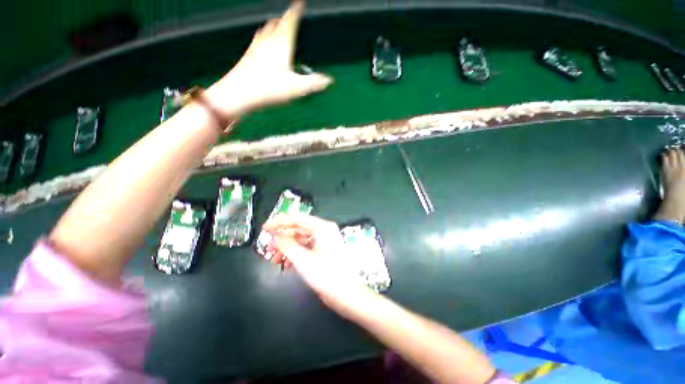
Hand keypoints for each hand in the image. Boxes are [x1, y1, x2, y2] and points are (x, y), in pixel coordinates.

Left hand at [206, 0, 332, 116]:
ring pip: (266, 29)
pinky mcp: (248, 55)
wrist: (240, 93)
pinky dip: (263, 36)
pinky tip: (261, 41)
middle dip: (285, 17)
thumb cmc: (270, 89)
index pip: (290, 21)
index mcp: (282, 44)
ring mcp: (256, 47)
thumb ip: (314, 83)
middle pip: (278, 22)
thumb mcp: (297, 88)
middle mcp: (268, 40)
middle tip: (290, 14)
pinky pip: (257, 39)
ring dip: (273, 25)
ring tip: (277, 24)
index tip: (300, 1)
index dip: (296, 10)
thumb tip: (330, 80)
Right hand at [263, 214, 371, 313]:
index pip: (298, 218)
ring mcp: (324, 241)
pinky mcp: (323, 251)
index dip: (280, 221)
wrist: (346, 294)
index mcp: (323, 228)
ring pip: (301, 240)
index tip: (265, 227)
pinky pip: (306, 248)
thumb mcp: (303, 259)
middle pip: (299, 229)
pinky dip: (295, 254)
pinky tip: (286, 264)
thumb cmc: (326, 275)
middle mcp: (324, 231)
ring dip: (287, 248)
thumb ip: (287, 245)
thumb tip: (276, 237)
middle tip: (267, 246)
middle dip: (282, 238)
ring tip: (274, 259)